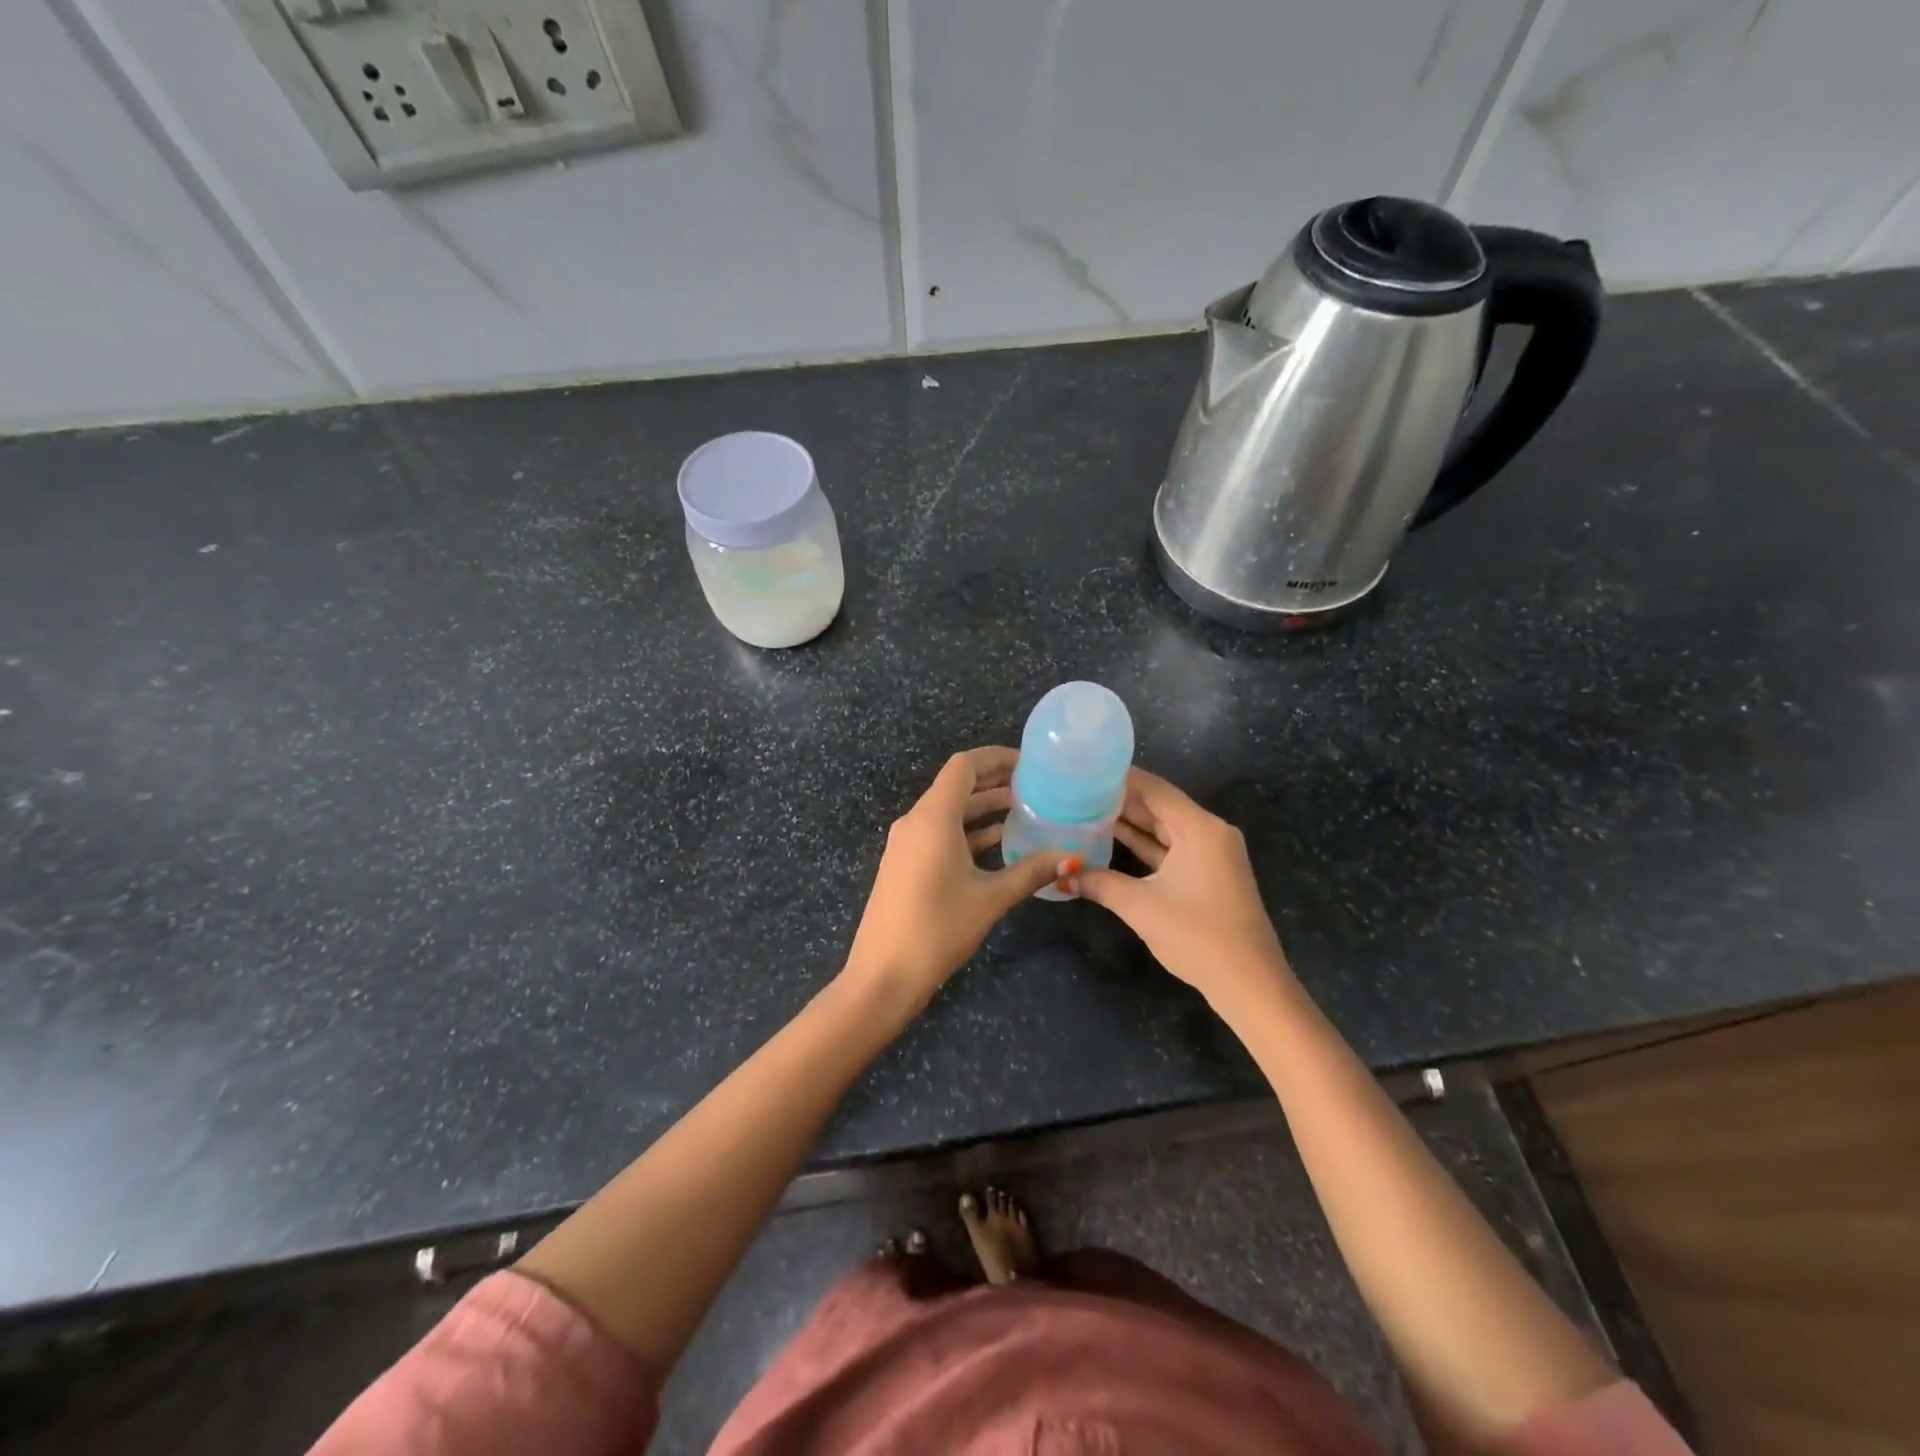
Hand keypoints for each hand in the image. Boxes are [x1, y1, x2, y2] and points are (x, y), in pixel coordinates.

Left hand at [844, 747, 1078, 1015]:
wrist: (882, 976)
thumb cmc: (937, 930)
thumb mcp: (989, 899)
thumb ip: (1031, 872)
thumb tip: (1072, 857)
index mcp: (933, 818)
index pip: (963, 766)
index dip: (996, 758)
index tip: (1029, 764)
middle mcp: (915, 821)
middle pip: (956, 786)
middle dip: (995, 782)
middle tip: (1036, 786)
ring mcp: (906, 843)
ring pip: (949, 812)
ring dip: (983, 809)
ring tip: (1026, 811)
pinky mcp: (905, 864)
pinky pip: (939, 833)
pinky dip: (968, 832)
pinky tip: (1000, 845)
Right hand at [1075, 768, 1292, 1009]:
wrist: (1249, 983)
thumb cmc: (1197, 935)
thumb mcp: (1140, 906)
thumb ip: (1099, 883)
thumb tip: (1061, 875)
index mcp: (1199, 828)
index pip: (1153, 789)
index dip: (1119, 778)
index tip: (1085, 769)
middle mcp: (1209, 832)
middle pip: (1160, 806)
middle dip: (1120, 799)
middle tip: (1078, 791)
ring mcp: (1212, 854)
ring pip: (1165, 828)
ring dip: (1131, 823)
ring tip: (1088, 810)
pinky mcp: (1210, 875)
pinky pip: (1172, 848)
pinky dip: (1146, 845)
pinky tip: (1113, 840)